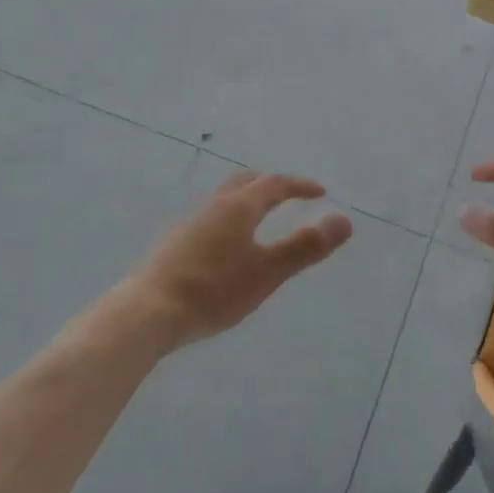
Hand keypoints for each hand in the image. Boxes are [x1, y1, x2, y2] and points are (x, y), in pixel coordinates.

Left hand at [126, 171, 353, 350]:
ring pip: (225, 197)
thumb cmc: (214, 291)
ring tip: (261, 217)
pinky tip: (227, 243)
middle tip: (290, 194)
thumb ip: (305, 247)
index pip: (275, 184)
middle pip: (246, 182)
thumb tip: (344, 220)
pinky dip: (230, 216)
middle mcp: (214, 205)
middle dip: (271, 184)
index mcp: (239, 206)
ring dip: (248, 199)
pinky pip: (211, 215)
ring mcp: (191, 221)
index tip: (320, 192)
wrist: (149, 310)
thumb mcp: (268, 272)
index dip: (300, 186)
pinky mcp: (175, 240)